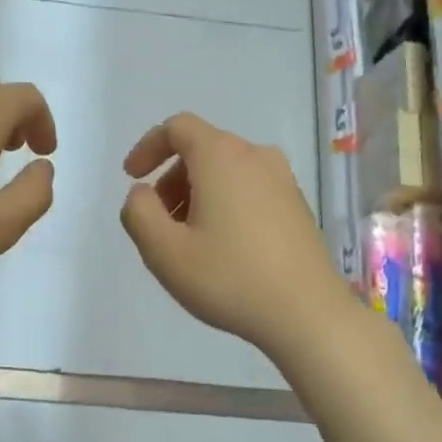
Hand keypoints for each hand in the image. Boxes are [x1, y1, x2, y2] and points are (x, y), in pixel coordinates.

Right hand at [119, 112, 351, 356]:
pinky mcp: (297, 206)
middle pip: (202, 149)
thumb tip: (141, 193)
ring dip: (197, 194)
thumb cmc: (230, 277)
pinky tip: (223, 248)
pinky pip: (249, 189)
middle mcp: (256, 156)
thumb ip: (139, 213)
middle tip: (159, 222)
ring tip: (188, 241)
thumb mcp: (164, 251)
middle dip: (171, 179)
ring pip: (226, 171)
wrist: (308, 314)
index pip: (178, 127)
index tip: (132, 178)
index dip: (148, 147)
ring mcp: (283, 180)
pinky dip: (225, 204)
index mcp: (222, 156)